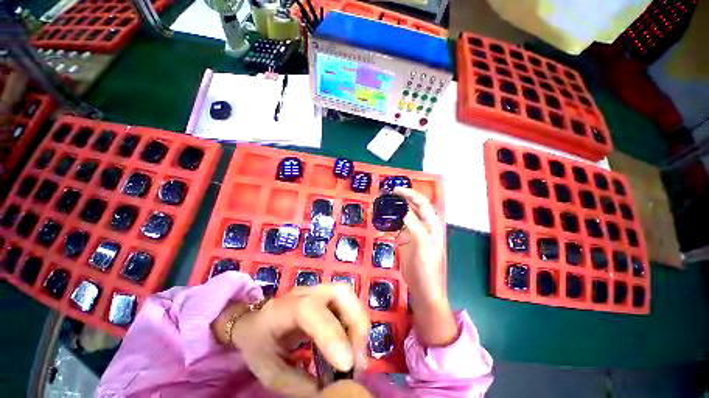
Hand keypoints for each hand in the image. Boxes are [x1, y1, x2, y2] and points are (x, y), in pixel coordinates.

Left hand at [224, 284, 369, 396]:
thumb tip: (333, 391)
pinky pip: (348, 303)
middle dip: (356, 323)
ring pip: (348, 295)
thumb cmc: (259, 345)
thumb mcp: (269, 371)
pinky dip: (356, 323)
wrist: (256, 322)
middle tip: (357, 359)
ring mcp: (318, 290)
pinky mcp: (327, 295)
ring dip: (359, 323)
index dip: (330, 332)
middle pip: (340, 292)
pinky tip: (352, 344)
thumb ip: (298, 384)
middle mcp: (305, 293)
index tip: (346, 365)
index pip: (309, 309)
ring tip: (357, 354)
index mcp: (283, 309)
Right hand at [394, 187, 456, 346]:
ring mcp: (414, 233)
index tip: (395, 190)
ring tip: (383, 204)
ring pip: (404, 216)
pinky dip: (390, 221)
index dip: (410, 194)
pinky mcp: (405, 241)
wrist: (423, 289)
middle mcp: (423, 226)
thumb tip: (401, 209)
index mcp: (432, 225)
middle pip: (413, 207)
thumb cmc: (426, 268)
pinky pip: (398, 227)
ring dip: (395, 209)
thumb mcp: (422, 245)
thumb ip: (413, 225)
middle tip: (386, 195)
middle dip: (401, 199)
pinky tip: (382, 221)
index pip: (422, 203)